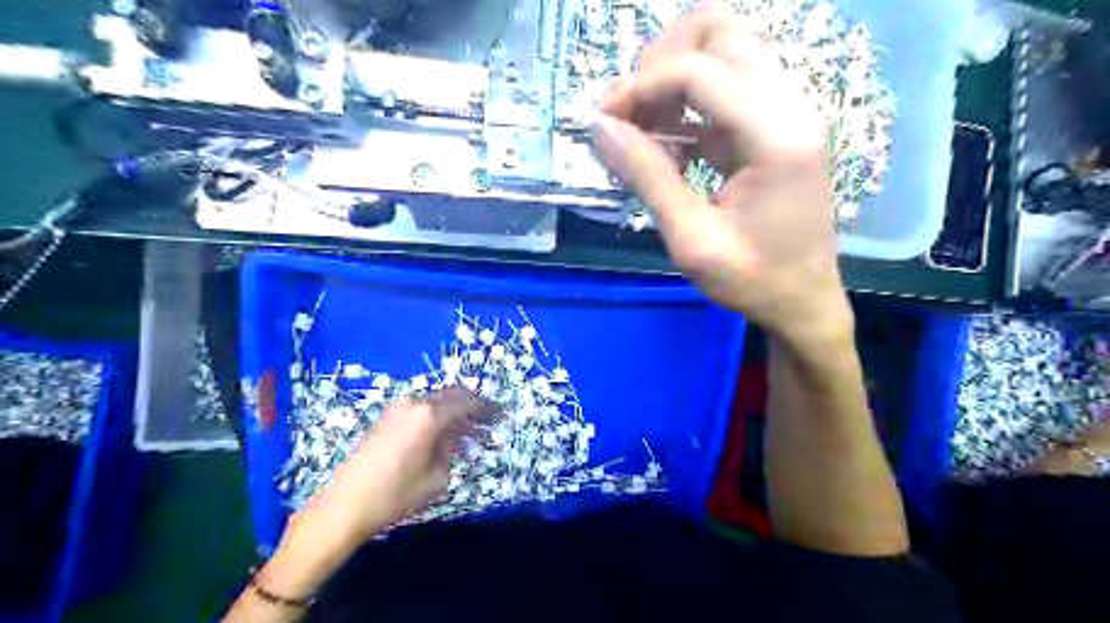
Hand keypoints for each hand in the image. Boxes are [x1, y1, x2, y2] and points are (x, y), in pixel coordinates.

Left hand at [245, 390, 491, 613]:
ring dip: (452, 409)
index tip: (500, 414)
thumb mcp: (437, 477)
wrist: (345, 505)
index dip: (487, 407)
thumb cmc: (396, 494)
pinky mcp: (385, 418)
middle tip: (485, 419)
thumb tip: (451, 436)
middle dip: (471, 404)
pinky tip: (439, 433)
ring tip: (464, 429)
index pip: (467, 401)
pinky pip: (419, 408)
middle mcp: (414, 403)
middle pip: (451, 394)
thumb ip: (451, 450)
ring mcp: (397, 408)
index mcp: (430, 415)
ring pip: (434, 400)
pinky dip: (435, 414)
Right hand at [594, 4, 851, 344]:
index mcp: (776, 134)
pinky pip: (726, 85)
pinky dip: (687, 103)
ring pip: (723, 48)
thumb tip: (599, 127)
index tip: (604, 121)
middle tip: (630, 113)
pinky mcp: (776, 124)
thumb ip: (647, 176)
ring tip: (645, 131)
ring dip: (673, 78)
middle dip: (661, 62)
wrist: (804, 301)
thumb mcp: (691, 239)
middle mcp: (790, 104)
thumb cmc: (752, 280)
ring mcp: (787, 109)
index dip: (641, 87)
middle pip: (720, 29)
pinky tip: (668, 145)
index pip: (699, 70)